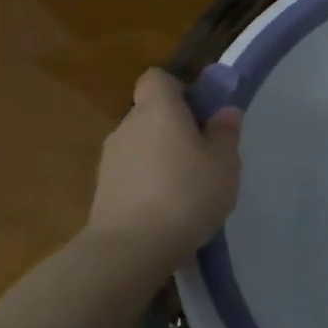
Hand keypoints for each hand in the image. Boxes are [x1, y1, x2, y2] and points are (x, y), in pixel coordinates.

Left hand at [85, 68, 242, 266]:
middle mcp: (128, 125)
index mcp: (158, 109)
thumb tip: (224, 112)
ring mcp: (110, 159)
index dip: (179, 89)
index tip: (201, 112)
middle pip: (151, 113)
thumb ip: (225, 132)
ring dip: (161, 157)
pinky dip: (147, 182)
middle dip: (174, 127)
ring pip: (141, 145)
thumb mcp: (224, 162)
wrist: (131, 248)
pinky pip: (132, 173)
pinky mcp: (102, 190)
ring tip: (188, 188)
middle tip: (204, 154)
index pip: (158, 79)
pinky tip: (168, 208)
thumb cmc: (187, 193)